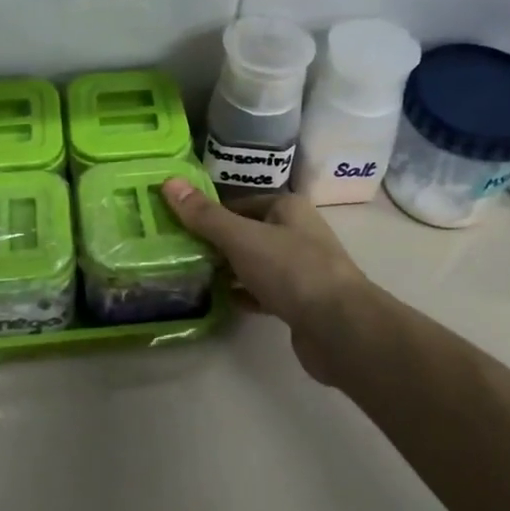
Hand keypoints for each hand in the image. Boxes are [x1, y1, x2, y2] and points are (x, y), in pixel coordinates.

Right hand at [159, 179, 372, 384]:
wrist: (339, 328)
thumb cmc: (291, 270)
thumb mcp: (241, 238)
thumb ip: (205, 215)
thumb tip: (170, 182)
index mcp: (288, 208)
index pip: (240, 203)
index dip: (210, 213)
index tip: (178, 226)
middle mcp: (297, 233)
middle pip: (247, 233)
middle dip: (216, 243)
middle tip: (179, 253)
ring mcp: (301, 269)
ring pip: (255, 263)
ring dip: (229, 270)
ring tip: (193, 276)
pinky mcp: (300, 301)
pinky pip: (264, 291)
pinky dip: (244, 294)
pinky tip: (221, 301)